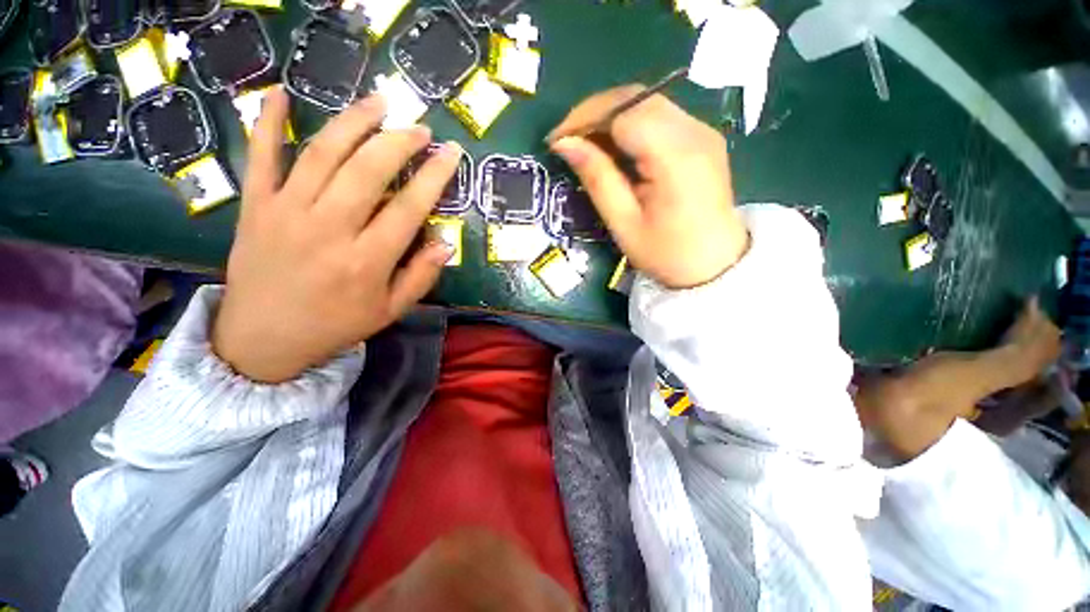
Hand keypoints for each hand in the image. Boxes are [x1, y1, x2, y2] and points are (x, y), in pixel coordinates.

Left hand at [212, 87, 459, 382]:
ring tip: (378, 102)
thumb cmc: (336, 324)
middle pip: (367, 171)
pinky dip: (266, 121)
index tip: (451, 153)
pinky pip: (260, 157)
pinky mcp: (255, 206)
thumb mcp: (390, 311)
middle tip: (419, 127)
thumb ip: (421, 277)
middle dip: (399, 142)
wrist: (263, 339)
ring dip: (353, 122)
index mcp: (366, 261)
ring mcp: (286, 212)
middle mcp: (328, 230)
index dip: (433, 176)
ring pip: (322, 154)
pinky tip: (279, 93)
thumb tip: (445, 243)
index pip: (408, 208)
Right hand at [549, 86, 748, 288]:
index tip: (557, 141)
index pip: (624, 112)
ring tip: (586, 146)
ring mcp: (702, 131)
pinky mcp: (703, 137)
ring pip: (646, 103)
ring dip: (610, 118)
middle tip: (568, 141)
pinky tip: (615, 149)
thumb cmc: (666, 253)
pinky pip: (659, 116)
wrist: (716, 264)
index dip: (585, 119)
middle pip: (635, 99)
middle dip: (594, 114)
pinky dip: (630, 125)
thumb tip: (565, 144)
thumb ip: (597, 178)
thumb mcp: (624, 223)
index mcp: (675, 156)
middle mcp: (694, 131)